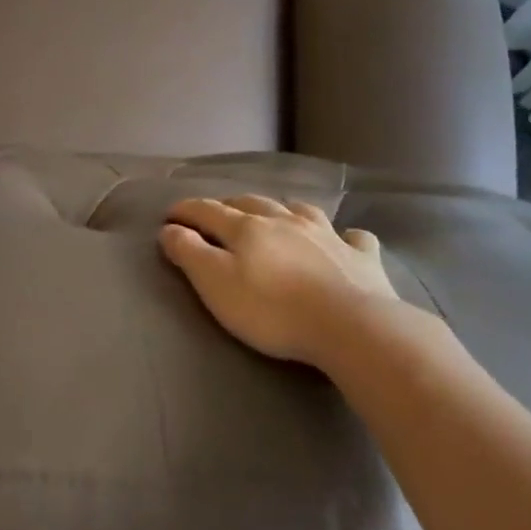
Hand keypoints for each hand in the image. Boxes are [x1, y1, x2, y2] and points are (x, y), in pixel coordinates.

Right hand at [160, 196, 424, 369]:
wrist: (350, 326)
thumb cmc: (272, 309)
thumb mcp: (216, 284)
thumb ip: (190, 253)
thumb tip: (169, 228)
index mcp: (247, 228)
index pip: (208, 211)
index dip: (186, 210)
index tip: (169, 214)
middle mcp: (285, 221)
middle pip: (252, 204)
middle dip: (229, 205)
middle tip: (217, 214)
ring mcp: (327, 235)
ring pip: (300, 211)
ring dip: (283, 210)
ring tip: (276, 215)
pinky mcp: (361, 257)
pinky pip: (353, 237)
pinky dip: (344, 235)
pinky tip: (345, 239)